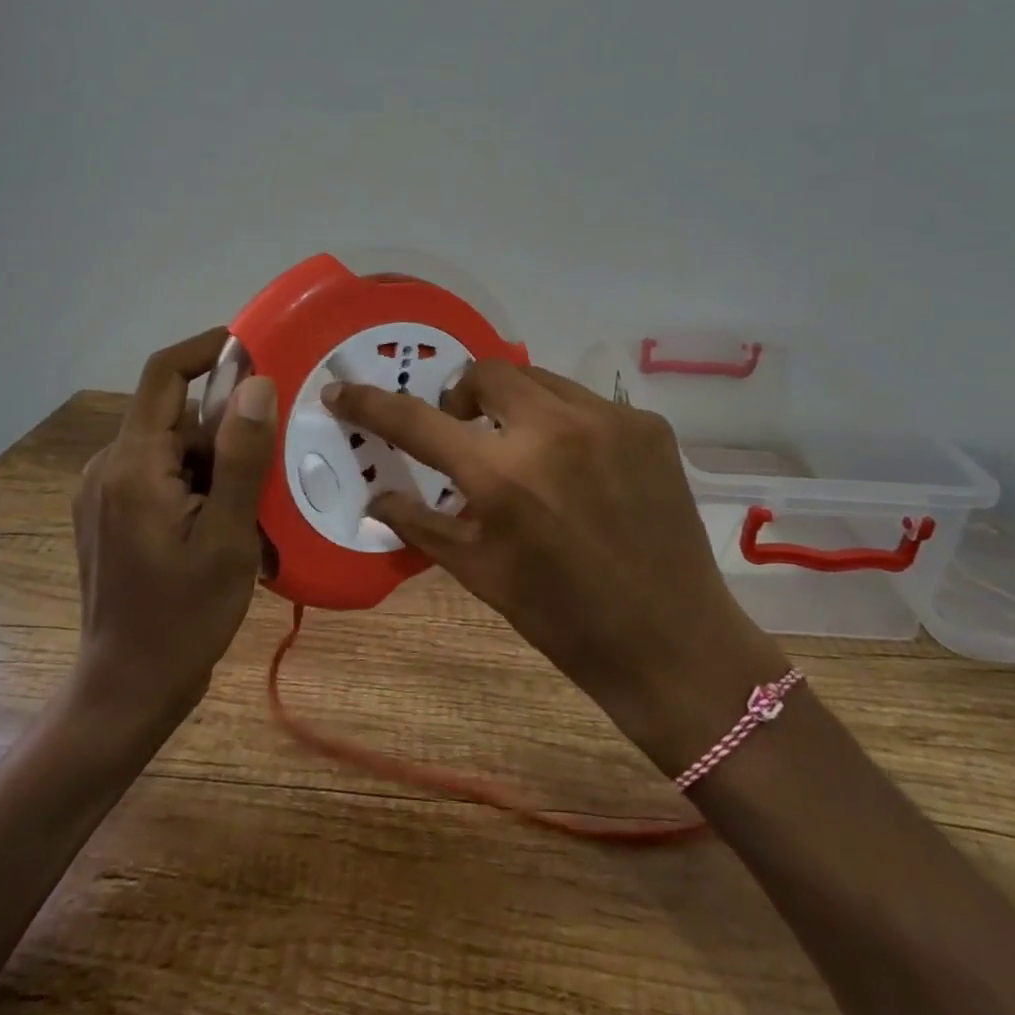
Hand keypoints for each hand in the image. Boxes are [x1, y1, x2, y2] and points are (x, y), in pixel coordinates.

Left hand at [71, 328, 277, 729]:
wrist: (127, 689)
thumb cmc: (183, 617)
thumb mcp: (228, 537)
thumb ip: (241, 457)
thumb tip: (256, 383)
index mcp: (133, 464)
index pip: (165, 373)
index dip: (209, 347)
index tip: (260, 350)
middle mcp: (109, 466)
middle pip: (175, 412)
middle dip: (228, 422)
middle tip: (278, 448)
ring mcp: (105, 491)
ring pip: (174, 445)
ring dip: (218, 457)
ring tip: (259, 497)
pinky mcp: (111, 513)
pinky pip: (163, 473)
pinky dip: (200, 480)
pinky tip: (229, 519)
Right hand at [323, 360, 790, 774]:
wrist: (672, 642)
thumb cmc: (564, 619)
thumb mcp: (480, 574)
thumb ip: (421, 525)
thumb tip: (375, 500)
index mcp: (502, 475)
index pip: (416, 422)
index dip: (370, 403)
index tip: (342, 388)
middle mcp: (553, 429)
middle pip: (485, 372)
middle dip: (462, 395)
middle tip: (463, 431)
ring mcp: (608, 419)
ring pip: (538, 379)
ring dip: (514, 404)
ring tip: (522, 448)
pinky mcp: (647, 424)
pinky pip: (586, 403)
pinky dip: (565, 423)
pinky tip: (578, 467)